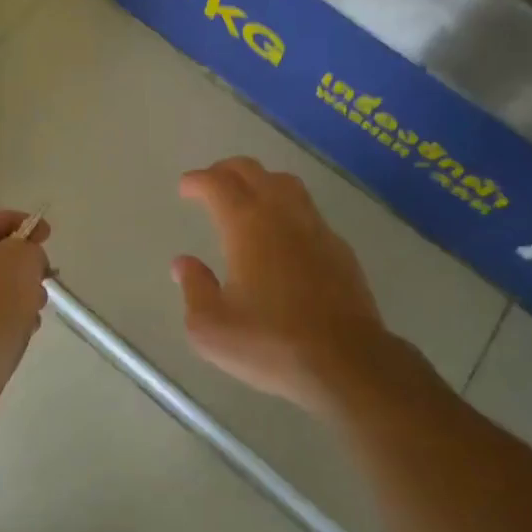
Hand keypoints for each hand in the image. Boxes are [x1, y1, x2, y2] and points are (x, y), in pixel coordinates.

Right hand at [174, 157, 392, 414]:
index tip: (186, 187)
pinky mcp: (339, 247)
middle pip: (252, 171)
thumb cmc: (272, 343)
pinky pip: (307, 210)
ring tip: (248, 197)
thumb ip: (194, 289)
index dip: (198, 180)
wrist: (347, 362)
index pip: (218, 184)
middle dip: (226, 170)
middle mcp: (281, 214)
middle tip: (211, 183)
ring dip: (260, 180)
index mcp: (246, 225)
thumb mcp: (212, 328)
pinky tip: (283, 232)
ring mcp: (315, 227)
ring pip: (285, 183)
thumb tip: (184, 263)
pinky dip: (286, 207)